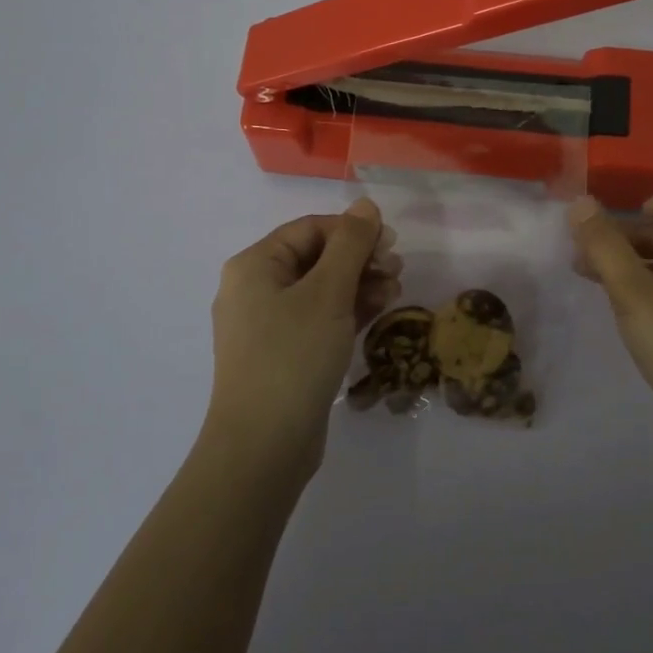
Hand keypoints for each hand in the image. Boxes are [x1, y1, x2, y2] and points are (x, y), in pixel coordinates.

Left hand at [206, 199, 400, 477]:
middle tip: (397, 269)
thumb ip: (350, 244)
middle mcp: (255, 289)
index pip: (310, 228)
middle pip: (316, 257)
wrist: (262, 448)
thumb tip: (365, 204)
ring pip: (320, 289)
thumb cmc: (293, 357)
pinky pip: (318, 318)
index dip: (352, 230)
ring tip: (395, 290)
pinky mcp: (283, 354)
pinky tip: (379, 310)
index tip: (391, 243)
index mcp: (254, 266)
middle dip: (359, 258)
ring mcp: (267, 325)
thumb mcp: (328, 293)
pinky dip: (347, 311)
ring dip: (359, 284)